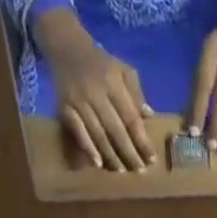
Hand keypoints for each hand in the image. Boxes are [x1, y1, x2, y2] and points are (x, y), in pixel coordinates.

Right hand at [37, 10, 154, 169]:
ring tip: (122, 171)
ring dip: (111, 155)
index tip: (151, 159)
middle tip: (140, 170)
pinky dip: (88, 148)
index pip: (131, 118)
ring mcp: (79, 101)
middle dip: (129, 153)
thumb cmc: (100, 63)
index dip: (142, 140)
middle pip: (116, 129)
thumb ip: (136, 92)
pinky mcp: (64, 108)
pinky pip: (78, 132)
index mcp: (113, 82)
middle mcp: (96, 93)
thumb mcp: (122, 69)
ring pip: (98, 134)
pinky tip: (97, 163)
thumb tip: (149, 116)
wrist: (66, 46)